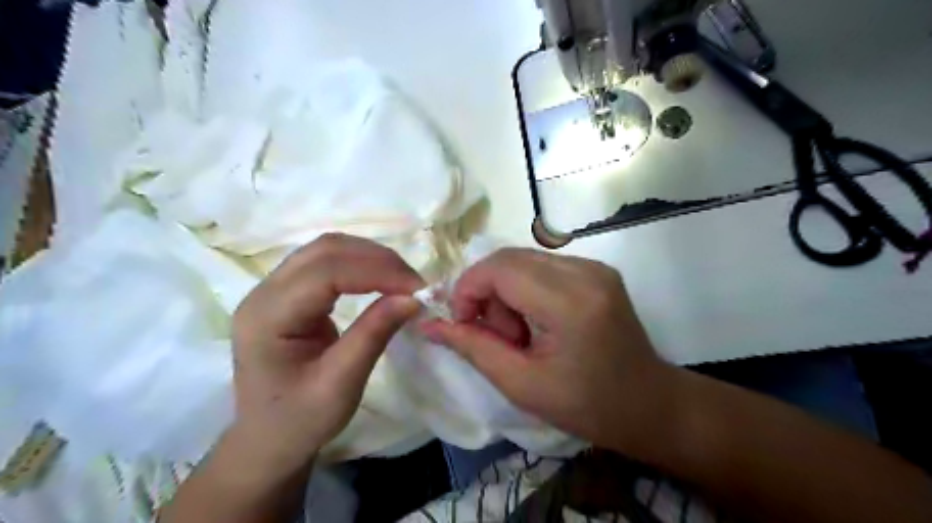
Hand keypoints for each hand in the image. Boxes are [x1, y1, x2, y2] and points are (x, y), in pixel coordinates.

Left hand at [233, 234, 423, 470]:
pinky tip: (379, 279)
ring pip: (327, 249)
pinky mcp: (287, 292)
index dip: (376, 272)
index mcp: (267, 317)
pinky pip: (326, 262)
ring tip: (401, 279)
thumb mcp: (341, 384)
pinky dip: (359, 263)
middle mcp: (264, 292)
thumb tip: (413, 297)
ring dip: (369, 257)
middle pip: (325, 250)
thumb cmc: (300, 420)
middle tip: (413, 283)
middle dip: (376, 259)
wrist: (268, 440)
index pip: (326, 272)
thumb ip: (374, 334)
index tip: (416, 288)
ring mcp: (272, 289)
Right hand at [422, 248, 677, 451]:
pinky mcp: (597, 269)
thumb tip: (428, 324)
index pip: (499, 268)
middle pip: (509, 258)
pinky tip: (538, 322)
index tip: (464, 324)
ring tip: (521, 334)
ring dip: (506, 292)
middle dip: (487, 293)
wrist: (649, 404)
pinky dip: (526, 289)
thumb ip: (472, 347)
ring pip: (523, 260)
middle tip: (498, 336)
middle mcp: (585, 271)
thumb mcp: (521, 384)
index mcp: (570, 303)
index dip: (468, 290)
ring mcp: (594, 266)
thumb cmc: (587, 406)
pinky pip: (542, 266)